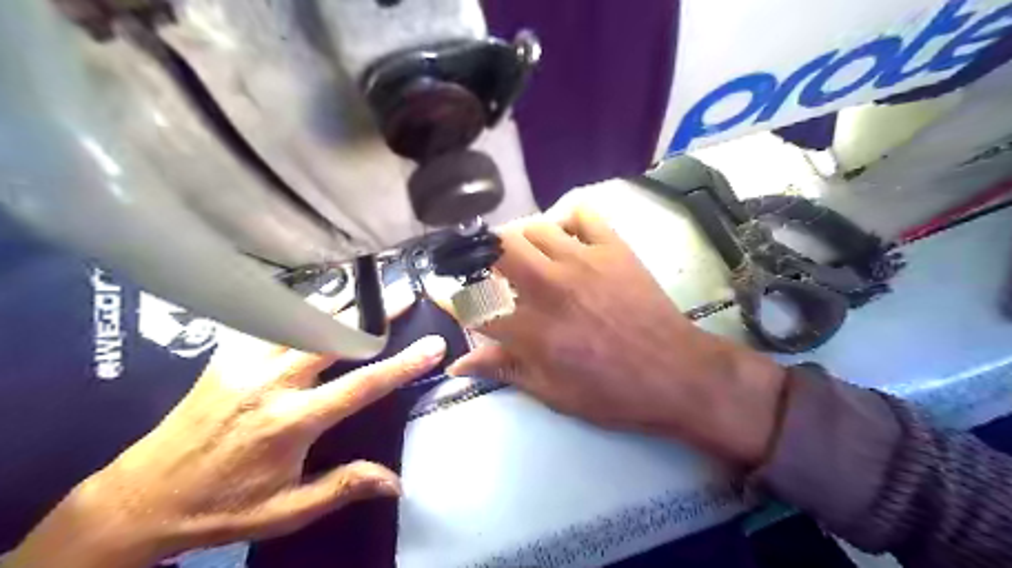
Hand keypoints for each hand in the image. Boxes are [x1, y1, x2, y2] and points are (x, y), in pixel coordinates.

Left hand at [4, 299, 443, 564]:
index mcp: (292, 421)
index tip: (433, 345)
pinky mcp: (225, 358)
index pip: (361, 385)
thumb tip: (397, 481)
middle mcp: (271, 383)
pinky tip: (315, 304)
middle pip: (333, 335)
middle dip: (374, 315)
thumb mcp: (286, 511)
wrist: (140, 499)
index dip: (402, 364)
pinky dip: (299, 310)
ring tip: (369, 290)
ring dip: (341, 306)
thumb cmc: (221, 507)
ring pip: (302, 321)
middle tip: (404, 296)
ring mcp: (245, 364)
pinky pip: (269, 322)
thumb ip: (343, 486)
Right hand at [446, 206, 785, 467]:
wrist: (676, 373)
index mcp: (532, 330)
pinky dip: (566, 220)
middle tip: (485, 267)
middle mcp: (550, 287)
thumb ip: (504, 370)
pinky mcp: (613, 248)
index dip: (449, 296)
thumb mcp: (553, 393)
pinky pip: (581, 214)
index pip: (474, 303)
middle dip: (480, 253)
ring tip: (526, 257)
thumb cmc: (613, 392)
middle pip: (497, 249)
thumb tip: (458, 364)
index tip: (441, 291)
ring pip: (533, 227)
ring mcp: (583, 261)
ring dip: (521, 241)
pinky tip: (566, 237)